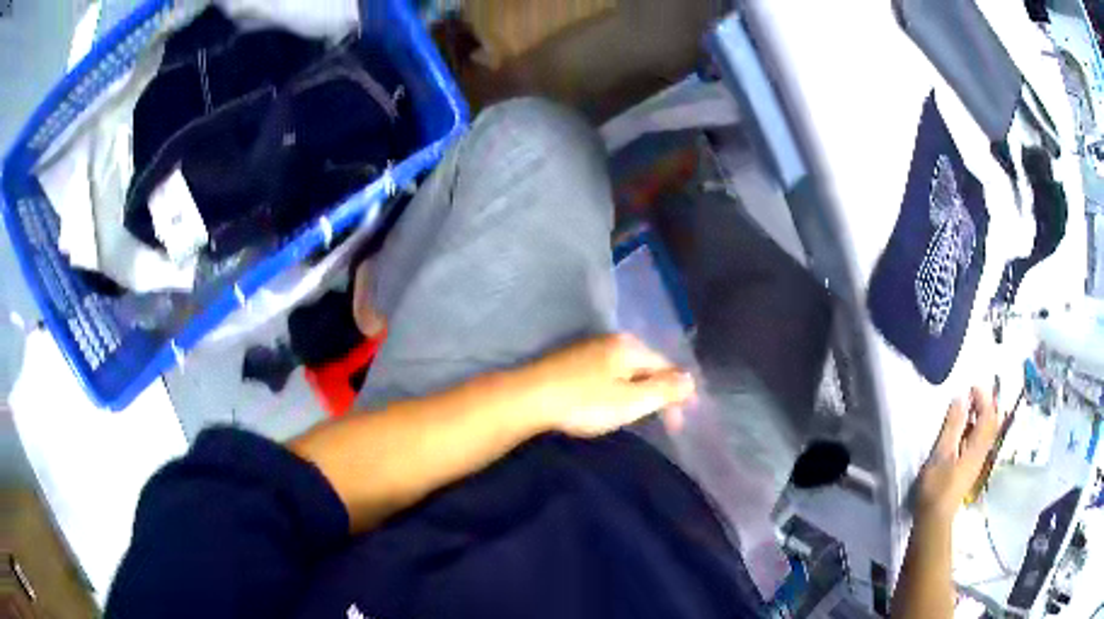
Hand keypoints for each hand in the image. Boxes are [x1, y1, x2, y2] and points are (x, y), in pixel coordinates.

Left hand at [518, 334, 695, 437]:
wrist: (528, 399)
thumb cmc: (584, 402)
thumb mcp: (630, 401)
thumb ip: (663, 390)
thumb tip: (692, 379)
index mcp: (629, 346)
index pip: (666, 366)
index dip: (677, 394)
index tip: (678, 423)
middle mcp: (611, 340)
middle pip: (646, 366)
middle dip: (657, 393)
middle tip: (663, 422)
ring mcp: (588, 349)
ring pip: (625, 370)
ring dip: (637, 391)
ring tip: (638, 415)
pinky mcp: (571, 361)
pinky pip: (606, 373)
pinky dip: (616, 389)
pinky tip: (608, 403)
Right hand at [914, 387, 1001, 522]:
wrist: (934, 518)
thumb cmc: (937, 485)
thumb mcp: (941, 452)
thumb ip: (952, 425)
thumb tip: (960, 398)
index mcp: (977, 446)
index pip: (988, 415)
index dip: (983, 398)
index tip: (972, 386)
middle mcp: (982, 452)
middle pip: (991, 424)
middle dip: (985, 406)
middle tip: (973, 395)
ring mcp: (977, 462)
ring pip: (986, 434)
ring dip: (981, 417)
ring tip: (968, 409)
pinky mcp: (970, 469)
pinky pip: (980, 443)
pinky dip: (976, 430)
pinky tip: (964, 432)